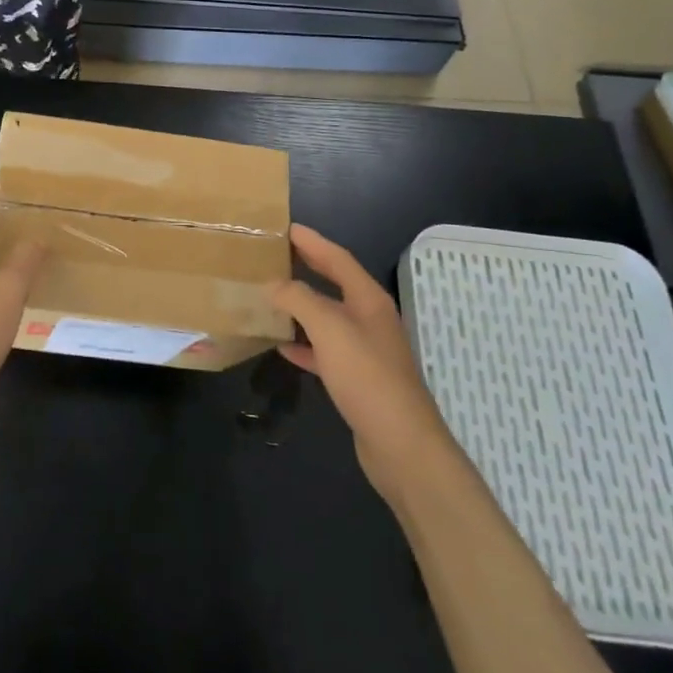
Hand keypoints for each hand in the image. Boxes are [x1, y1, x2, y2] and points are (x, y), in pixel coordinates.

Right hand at [274, 224, 449, 501]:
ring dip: (301, 306)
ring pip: (328, 318)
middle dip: (308, 267)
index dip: (313, 241)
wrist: (401, 444)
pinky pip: (325, 351)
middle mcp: (370, 320)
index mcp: (369, 300)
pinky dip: (304, 345)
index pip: (338, 259)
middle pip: (335, 284)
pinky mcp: (358, 379)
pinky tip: (282, 346)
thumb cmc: (367, 377)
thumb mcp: (330, 329)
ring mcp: (365, 351)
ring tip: (271, 296)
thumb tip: (273, 284)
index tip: (286, 227)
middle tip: (276, 254)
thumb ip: (300, 300)